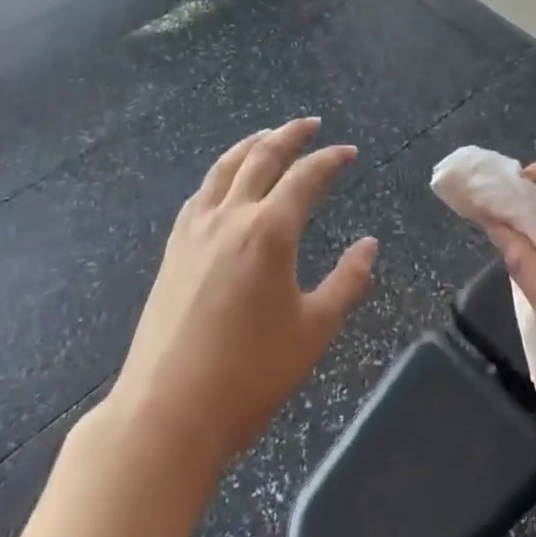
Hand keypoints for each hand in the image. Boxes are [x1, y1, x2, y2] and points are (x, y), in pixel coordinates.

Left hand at [99, 119, 377, 479]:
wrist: (166, 412)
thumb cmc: (249, 374)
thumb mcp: (314, 330)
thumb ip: (347, 281)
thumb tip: (369, 245)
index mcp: (269, 231)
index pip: (305, 177)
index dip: (330, 159)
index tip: (348, 152)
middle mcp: (231, 217)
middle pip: (261, 157)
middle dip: (289, 134)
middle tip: (311, 124)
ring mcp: (195, 231)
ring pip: (224, 168)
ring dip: (251, 145)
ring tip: (267, 136)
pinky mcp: (173, 250)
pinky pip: (200, 194)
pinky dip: (220, 174)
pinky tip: (225, 184)